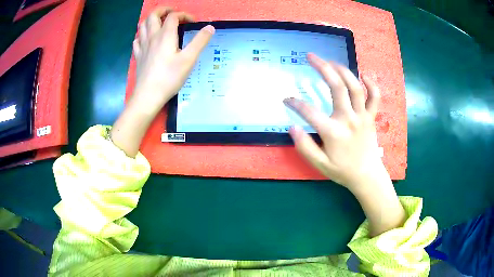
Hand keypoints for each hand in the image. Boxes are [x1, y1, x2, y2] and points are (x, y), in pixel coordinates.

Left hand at [130, 7, 214, 114]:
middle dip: (163, 10)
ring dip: (151, 19)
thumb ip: (200, 41)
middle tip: (172, 13)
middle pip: (153, 15)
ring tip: (160, 22)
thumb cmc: (169, 78)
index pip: (173, 16)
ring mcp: (142, 46)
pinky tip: (147, 39)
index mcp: (165, 35)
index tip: (193, 22)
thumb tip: (210, 27)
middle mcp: (152, 37)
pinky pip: (137, 40)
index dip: (184, 15)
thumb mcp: (189, 59)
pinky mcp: (138, 56)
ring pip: (143, 25)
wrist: (148, 96)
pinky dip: (142, 34)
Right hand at [285, 54, 404, 235]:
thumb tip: (292, 128)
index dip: (295, 104)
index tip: (286, 99)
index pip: (310, 112)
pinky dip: (371, 84)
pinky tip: (363, 74)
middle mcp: (349, 119)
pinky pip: (375, 97)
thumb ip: (305, 146)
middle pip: (337, 87)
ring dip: (343, 70)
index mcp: (334, 132)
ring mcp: (363, 116)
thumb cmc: (342, 170)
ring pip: (356, 87)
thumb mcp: (320, 164)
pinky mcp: (371, 117)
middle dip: (323, 68)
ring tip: (331, 62)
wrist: (367, 176)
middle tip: (311, 56)